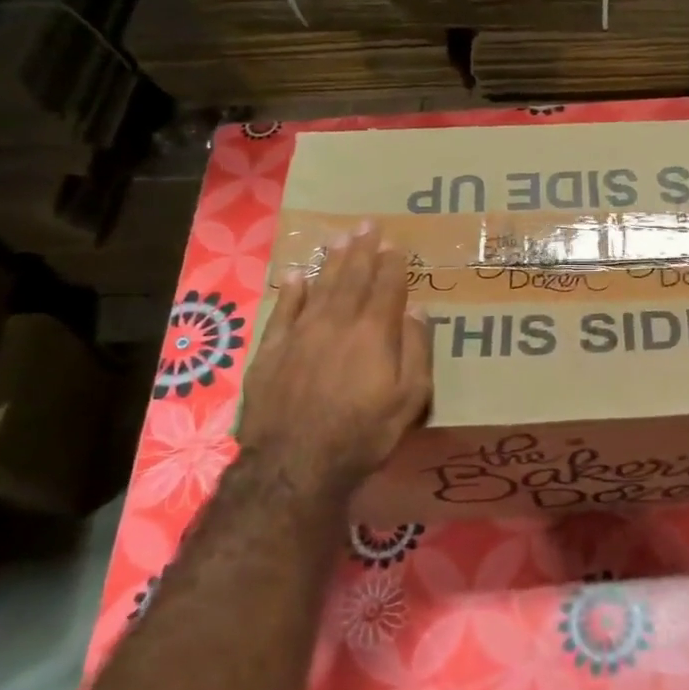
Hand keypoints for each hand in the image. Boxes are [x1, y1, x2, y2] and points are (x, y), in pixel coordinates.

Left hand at [238, 223, 432, 498]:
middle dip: (362, 250)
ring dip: (331, 261)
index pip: (387, 287)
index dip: (393, 264)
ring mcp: (300, 334)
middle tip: (367, 224)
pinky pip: (283, 311)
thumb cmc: (364, 433)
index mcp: (374, 333)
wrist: (296, 465)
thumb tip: (417, 310)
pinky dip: (292, 291)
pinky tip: (297, 275)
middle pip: (352, 278)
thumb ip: (416, 349)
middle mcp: (337, 323)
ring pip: (319, 287)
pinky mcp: (271, 352)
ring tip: (339, 238)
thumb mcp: (410, 398)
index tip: (396, 243)